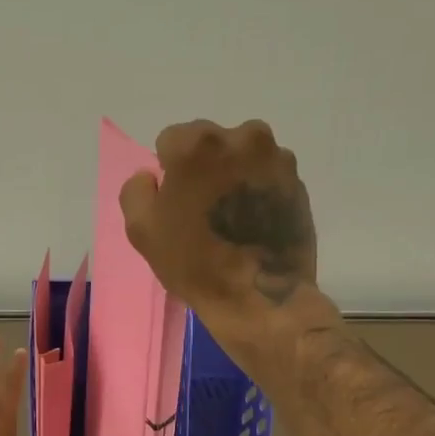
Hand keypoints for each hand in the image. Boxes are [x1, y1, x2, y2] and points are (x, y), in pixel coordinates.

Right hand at [118, 119, 323, 373]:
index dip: (169, 172)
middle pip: (210, 143)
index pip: (171, 140)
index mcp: (198, 145)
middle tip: (203, 210)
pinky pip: (266, 175)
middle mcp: (241, 137)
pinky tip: (254, 224)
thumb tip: (152, 176)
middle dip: (203, 168)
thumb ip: (137, 190)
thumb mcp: (142, 230)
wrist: (261, 298)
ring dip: (233, 176)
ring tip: (232, 218)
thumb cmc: (195, 264)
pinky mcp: (297, 181)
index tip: (176, 203)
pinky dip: (257, 190)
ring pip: (241, 156)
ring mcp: (276, 157)